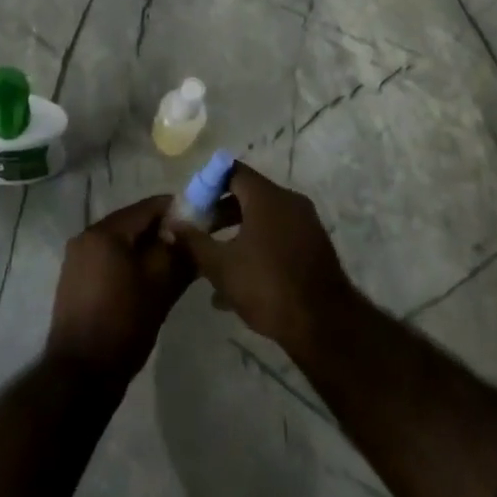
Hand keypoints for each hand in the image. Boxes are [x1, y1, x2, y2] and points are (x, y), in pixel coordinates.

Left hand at [46, 195, 193, 381]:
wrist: (80, 376)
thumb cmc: (123, 324)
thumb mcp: (160, 286)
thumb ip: (179, 253)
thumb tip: (194, 233)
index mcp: (105, 231)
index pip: (148, 207)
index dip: (178, 211)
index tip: (201, 223)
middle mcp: (86, 236)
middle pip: (133, 223)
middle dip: (162, 232)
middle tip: (190, 248)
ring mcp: (77, 259)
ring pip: (121, 243)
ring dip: (146, 250)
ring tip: (173, 267)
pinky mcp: (75, 280)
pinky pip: (109, 260)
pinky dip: (129, 264)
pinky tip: (148, 282)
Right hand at [170, 162, 358, 357]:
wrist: (324, 325)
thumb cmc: (267, 287)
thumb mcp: (221, 266)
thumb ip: (194, 241)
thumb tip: (171, 223)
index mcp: (267, 196)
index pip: (232, 172)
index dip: (208, 184)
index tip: (192, 204)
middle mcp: (289, 201)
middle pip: (248, 195)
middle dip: (221, 213)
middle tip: (200, 232)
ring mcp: (305, 223)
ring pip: (263, 219)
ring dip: (238, 234)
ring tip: (215, 261)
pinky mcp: (314, 246)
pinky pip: (279, 236)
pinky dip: (258, 248)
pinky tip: (240, 283)